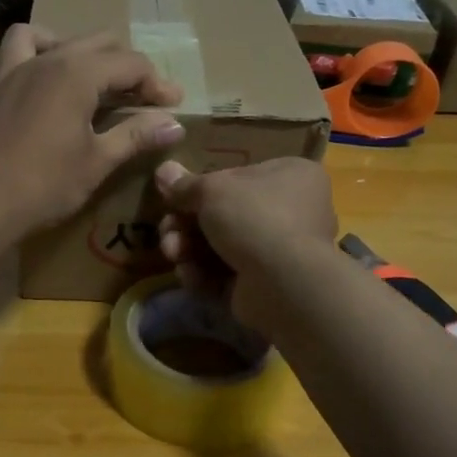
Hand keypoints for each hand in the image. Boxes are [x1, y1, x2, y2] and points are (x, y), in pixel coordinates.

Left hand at [0, 26, 185, 239]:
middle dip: (129, 67)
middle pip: (101, 43)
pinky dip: (42, 48)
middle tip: (145, 99)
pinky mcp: (0, 83)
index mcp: (78, 74)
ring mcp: (19, 67)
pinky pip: (21, 46)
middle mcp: (50, 59)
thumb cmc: (44, 185)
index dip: (157, 84)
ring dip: (89, 53)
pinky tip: (51, 74)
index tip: (174, 106)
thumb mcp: (97, 162)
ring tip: (100, 81)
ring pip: (64, 39)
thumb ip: (136, 135)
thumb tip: (175, 125)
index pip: (131, 64)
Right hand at [154, 158, 337, 324]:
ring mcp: (281, 251)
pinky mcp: (267, 285)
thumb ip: (185, 184)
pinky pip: (228, 274)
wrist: (283, 283)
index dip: (203, 187)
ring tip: (173, 254)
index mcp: (292, 175)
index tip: (175, 197)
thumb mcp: (212, 190)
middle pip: (225, 214)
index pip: (239, 176)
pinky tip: (189, 275)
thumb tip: (163, 171)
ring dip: (189, 249)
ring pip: (222, 246)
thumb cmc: (254, 217)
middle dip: (186, 225)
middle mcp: (294, 210)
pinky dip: (204, 274)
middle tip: (167, 230)